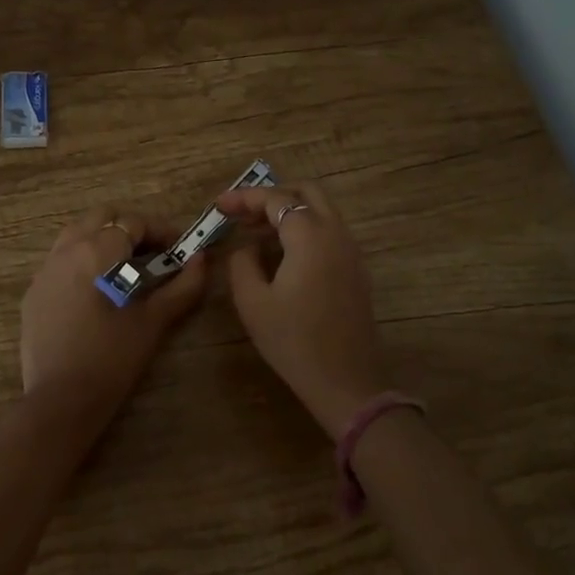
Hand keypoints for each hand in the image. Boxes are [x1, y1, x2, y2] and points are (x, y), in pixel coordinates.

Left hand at [20, 205, 208, 423]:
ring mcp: (44, 270)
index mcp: (96, 252)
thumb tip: (201, 261)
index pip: (133, 223)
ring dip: (104, 240)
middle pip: (101, 217)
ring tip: (126, 268)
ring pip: (77, 234)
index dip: (161, 231)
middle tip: (153, 254)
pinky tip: (97, 291)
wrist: (60, 401)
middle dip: (130, 228)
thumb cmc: (112, 359)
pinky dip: (83, 260)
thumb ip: (181, 287)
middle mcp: (66, 250)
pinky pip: (60, 260)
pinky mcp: (34, 292)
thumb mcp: (153, 322)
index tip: (179, 249)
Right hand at [217, 181, 388, 438]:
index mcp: (310, 236)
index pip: (276, 199)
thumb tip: (246, 248)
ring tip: (255, 231)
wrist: (345, 381)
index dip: (244, 198)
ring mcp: (351, 252)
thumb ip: (242, 263)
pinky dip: (304, 229)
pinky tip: (281, 253)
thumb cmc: (293, 341)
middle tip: (242, 214)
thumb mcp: (253, 302)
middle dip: (271, 196)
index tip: (218, 206)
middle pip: (306, 193)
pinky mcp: (356, 270)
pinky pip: (329, 232)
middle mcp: (336, 234)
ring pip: (320, 212)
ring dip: (289, 212)